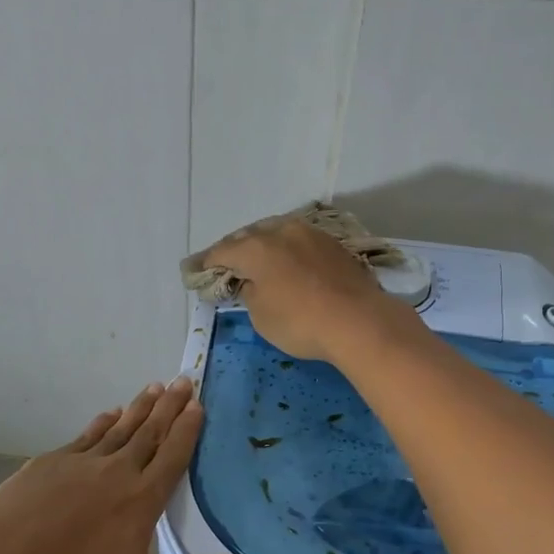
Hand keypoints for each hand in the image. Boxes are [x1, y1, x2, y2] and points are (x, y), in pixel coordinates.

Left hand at [0, 377, 255, 553]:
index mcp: (142, 497)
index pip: (173, 455)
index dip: (188, 428)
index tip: (199, 403)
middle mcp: (118, 470)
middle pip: (150, 432)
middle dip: (169, 406)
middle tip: (183, 379)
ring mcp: (82, 462)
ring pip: (120, 427)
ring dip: (140, 407)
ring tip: (154, 387)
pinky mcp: (53, 462)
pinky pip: (87, 435)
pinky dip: (103, 422)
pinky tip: (108, 413)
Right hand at [201, 215, 421, 363]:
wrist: (359, 320)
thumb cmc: (300, 321)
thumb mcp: (261, 315)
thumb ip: (249, 292)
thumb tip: (251, 281)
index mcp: (255, 247)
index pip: (221, 252)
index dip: (205, 263)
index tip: (194, 271)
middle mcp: (280, 231)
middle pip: (248, 236)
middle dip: (234, 249)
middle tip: (224, 265)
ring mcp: (309, 233)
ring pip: (276, 233)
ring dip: (263, 245)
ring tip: (256, 260)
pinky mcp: (332, 244)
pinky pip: (298, 241)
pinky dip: (286, 250)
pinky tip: (287, 262)